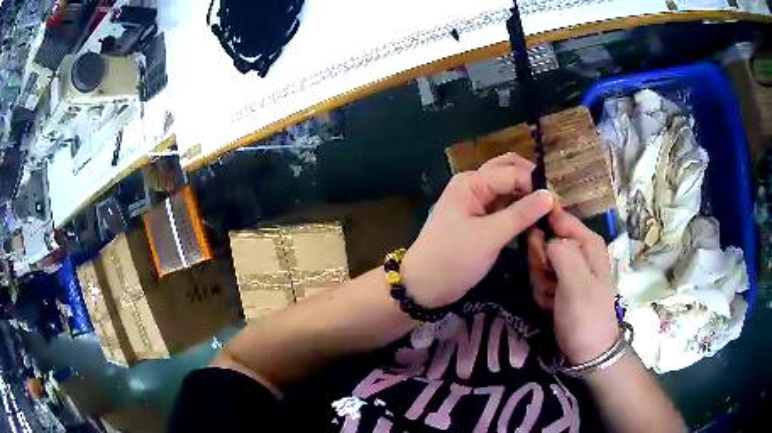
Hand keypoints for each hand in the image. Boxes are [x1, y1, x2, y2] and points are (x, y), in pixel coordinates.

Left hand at [401, 152, 553, 307]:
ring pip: (509, 190)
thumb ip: (521, 214)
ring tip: (549, 213)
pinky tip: (535, 220)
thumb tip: (550, 196)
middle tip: (553, 204)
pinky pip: (505, 207)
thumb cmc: (453, 259)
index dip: (536, 186)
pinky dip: (520, 210)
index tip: (558, 206)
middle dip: (532, 184)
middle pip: (510, 172)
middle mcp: (474, 185)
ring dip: (528, 197)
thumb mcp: (490, 236)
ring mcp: (476, 202)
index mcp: (472, 182)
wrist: (424, 286)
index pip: (513, 173)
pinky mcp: (480, 219)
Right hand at [528, 206, 618, 364]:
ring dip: (540, 281)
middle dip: (540, 262)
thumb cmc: (586, 315)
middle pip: (545, 240)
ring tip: (553, 297)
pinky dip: (541, 293)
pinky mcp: (559, 285)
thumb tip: (545, 237)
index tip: (535, 246)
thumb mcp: (577, 283)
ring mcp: (568, 269)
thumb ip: (562, 252)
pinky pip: (539, 279)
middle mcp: (578, 251)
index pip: (558, 217)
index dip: (543, 226)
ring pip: (539, 261)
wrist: (587, 351)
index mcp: (588, 242)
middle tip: (548, 280)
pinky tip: (551, 305)